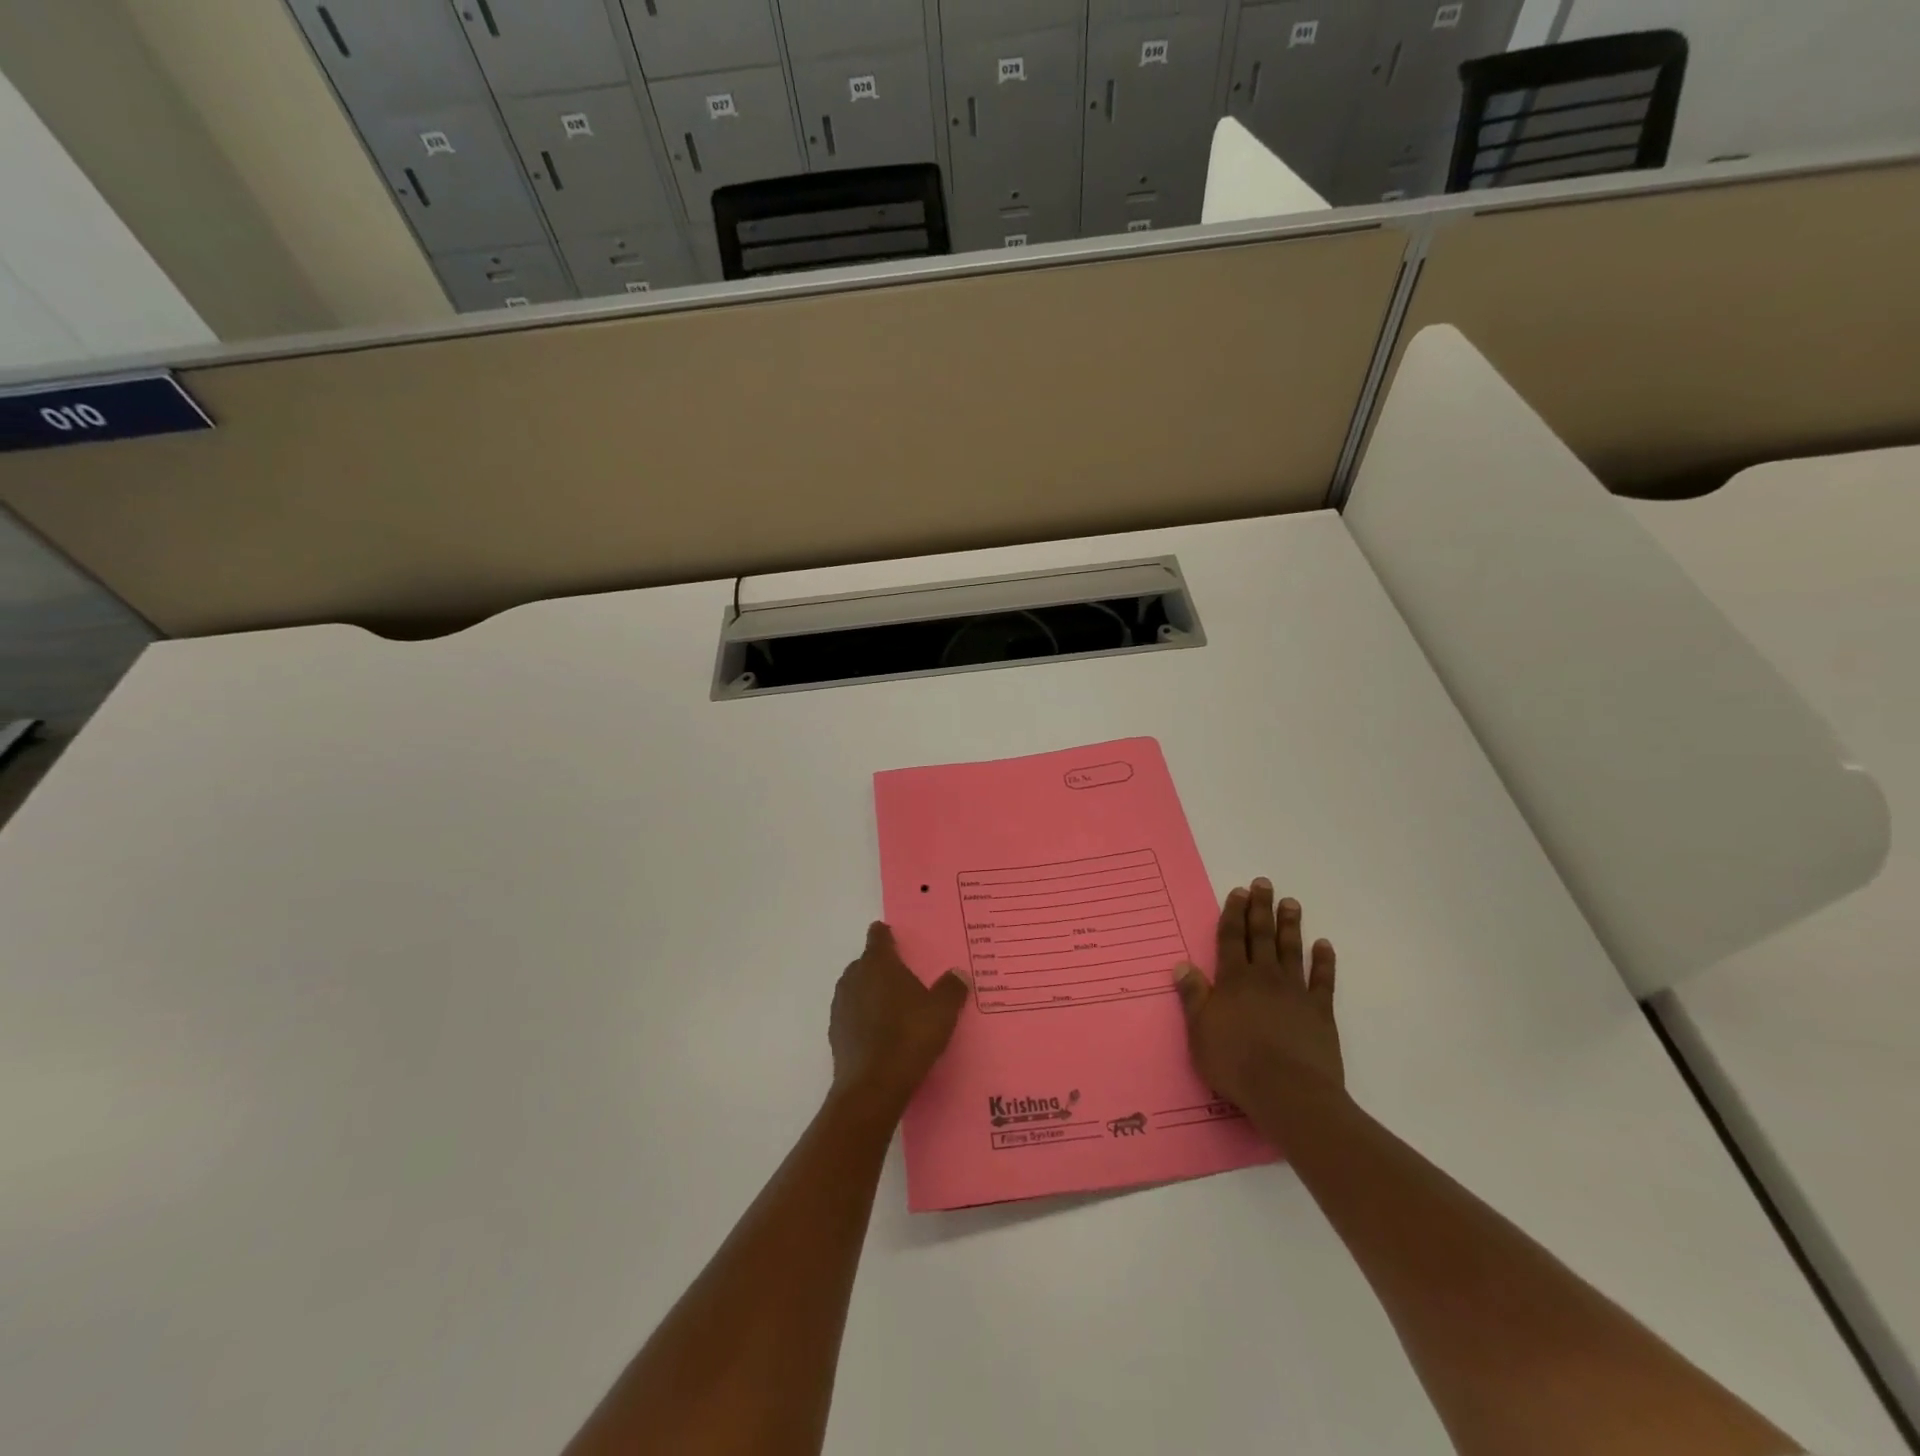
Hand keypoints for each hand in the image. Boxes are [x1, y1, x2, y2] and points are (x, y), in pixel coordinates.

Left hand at [829, 922, 968, 1117]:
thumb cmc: (909, 1037)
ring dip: (871, 992)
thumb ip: (952, 988)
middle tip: (904, 977)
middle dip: (882, 966)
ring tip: (893, 1006)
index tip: (896, 937)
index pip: (879, 937)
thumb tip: (958, 973)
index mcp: (879, 963)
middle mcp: (854, 977)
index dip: (886, 934)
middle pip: (866, 962)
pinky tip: (879, 1032)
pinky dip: (863, 1016)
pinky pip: (852, 1014)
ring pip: (857, 988)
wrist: (872, 1087)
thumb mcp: (942, 1011)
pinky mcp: (836, 1032)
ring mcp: (841, 1005)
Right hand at [1174, 880, 1341, 1109]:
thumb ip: (1193, 997)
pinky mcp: (1320, 1012)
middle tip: (1263, 884)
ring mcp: (1295, 992)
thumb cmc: (1235, 1063)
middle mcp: (1264, 977)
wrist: (1288, 1092)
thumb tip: (1182, 965)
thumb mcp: (1200, 1032)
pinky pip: (1323, 980)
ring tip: (1291, 902)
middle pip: (1261, 936)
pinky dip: (1324, 961)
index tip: (1238, 892)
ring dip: (1290, 925)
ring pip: (1291, 950)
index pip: (1231, 938)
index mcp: (1233, 980)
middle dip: (1260, 908)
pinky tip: (1324, 945)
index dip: (1233, 914)